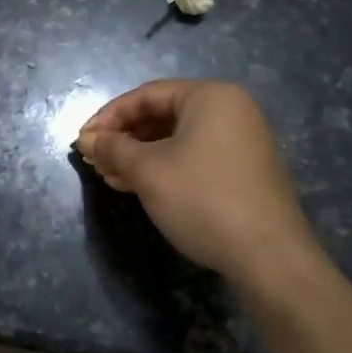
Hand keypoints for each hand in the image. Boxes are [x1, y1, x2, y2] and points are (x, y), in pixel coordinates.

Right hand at [76, 79, 319, 280]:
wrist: (269, 257)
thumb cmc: (202, 199)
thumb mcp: (148, 171)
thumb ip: (113, 149)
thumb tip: (86, 140)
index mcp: (210, 97)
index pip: (146, 95)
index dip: (108, 117)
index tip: (83, 141)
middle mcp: (229, 111)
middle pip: (161, 115)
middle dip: (123, 138)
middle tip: (94, 161)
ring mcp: (240, 141)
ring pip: (175, 139)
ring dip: (138, 156)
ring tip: (110, 177)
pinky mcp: (242, 170)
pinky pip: (192, 157)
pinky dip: (162, 168)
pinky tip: (137, 186)